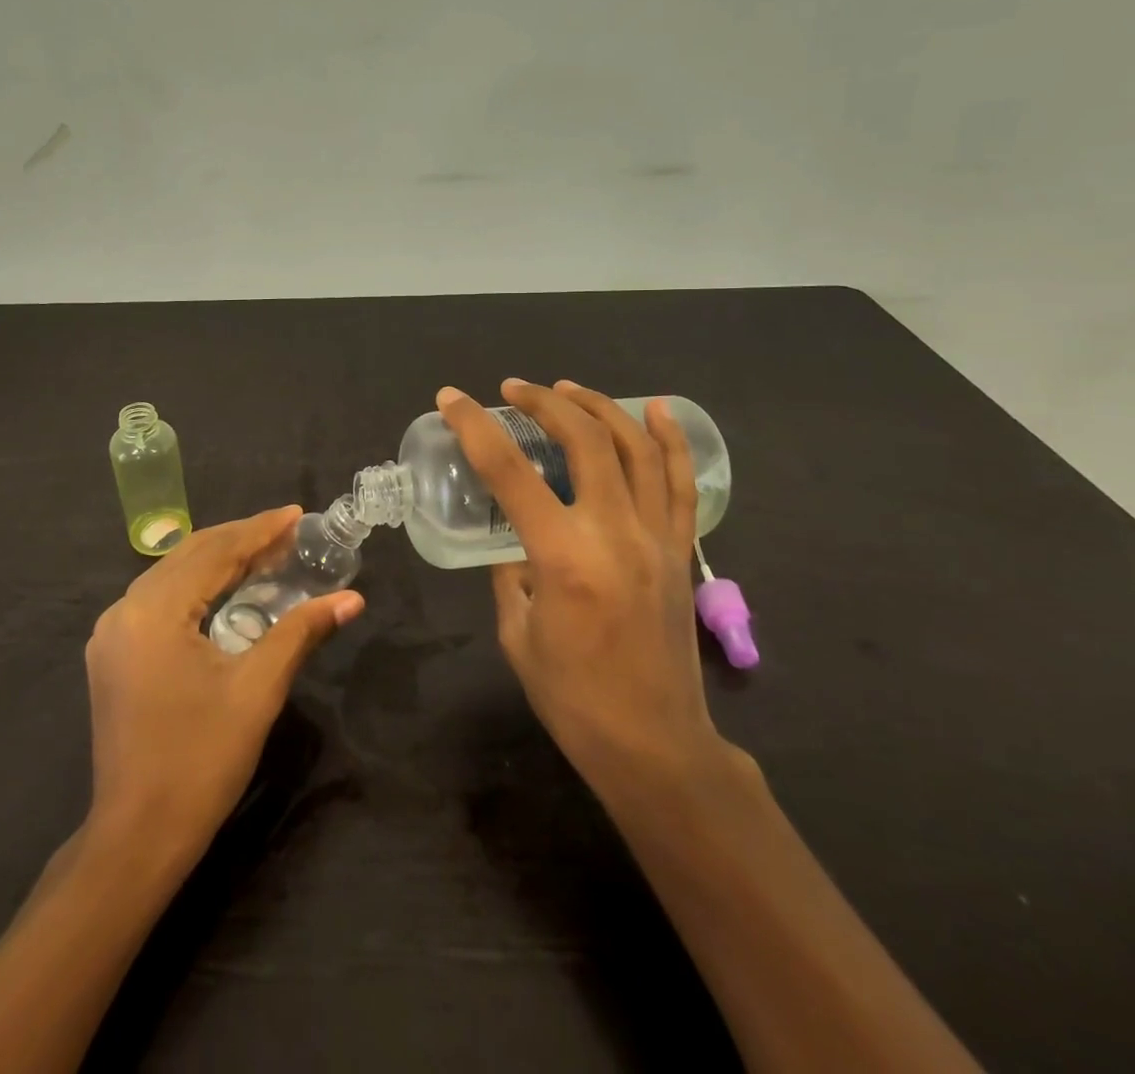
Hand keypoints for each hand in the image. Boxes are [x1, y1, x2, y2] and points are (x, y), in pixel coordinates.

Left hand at [83, 506, 364, 866]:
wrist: (137, 837)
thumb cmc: (201, 761)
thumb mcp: (258, 689)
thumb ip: (301, 632)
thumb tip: (352, 599)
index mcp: (154, 611)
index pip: (215, 553)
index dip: (261, 531)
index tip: (298, 514)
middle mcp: (124, 610)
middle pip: (190, 555)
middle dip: (241, 539)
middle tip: (289, 531)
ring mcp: (112, 633)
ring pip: (172, 574)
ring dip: (219, 559)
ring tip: (267, 552)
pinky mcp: (113, 653)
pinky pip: (159, 599)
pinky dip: (196, 585)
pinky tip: (226, 588)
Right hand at [437, 380, 723, 791]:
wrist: (654, 745)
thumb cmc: (573, 699)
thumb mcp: (517, 634)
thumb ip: (509, 575)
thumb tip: (512, 541)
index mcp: (563, 558)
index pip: (510, 472)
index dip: (475, 427)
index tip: (452, 398)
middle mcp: (615, 534)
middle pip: (584, 440)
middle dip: (544, 402)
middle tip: (514, 389)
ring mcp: (656, 538)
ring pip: (636, 448)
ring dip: (600, 407)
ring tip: (568, 389)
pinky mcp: (682, 550)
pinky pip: (680, 482)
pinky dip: (670, 439)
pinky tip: (657, 409)